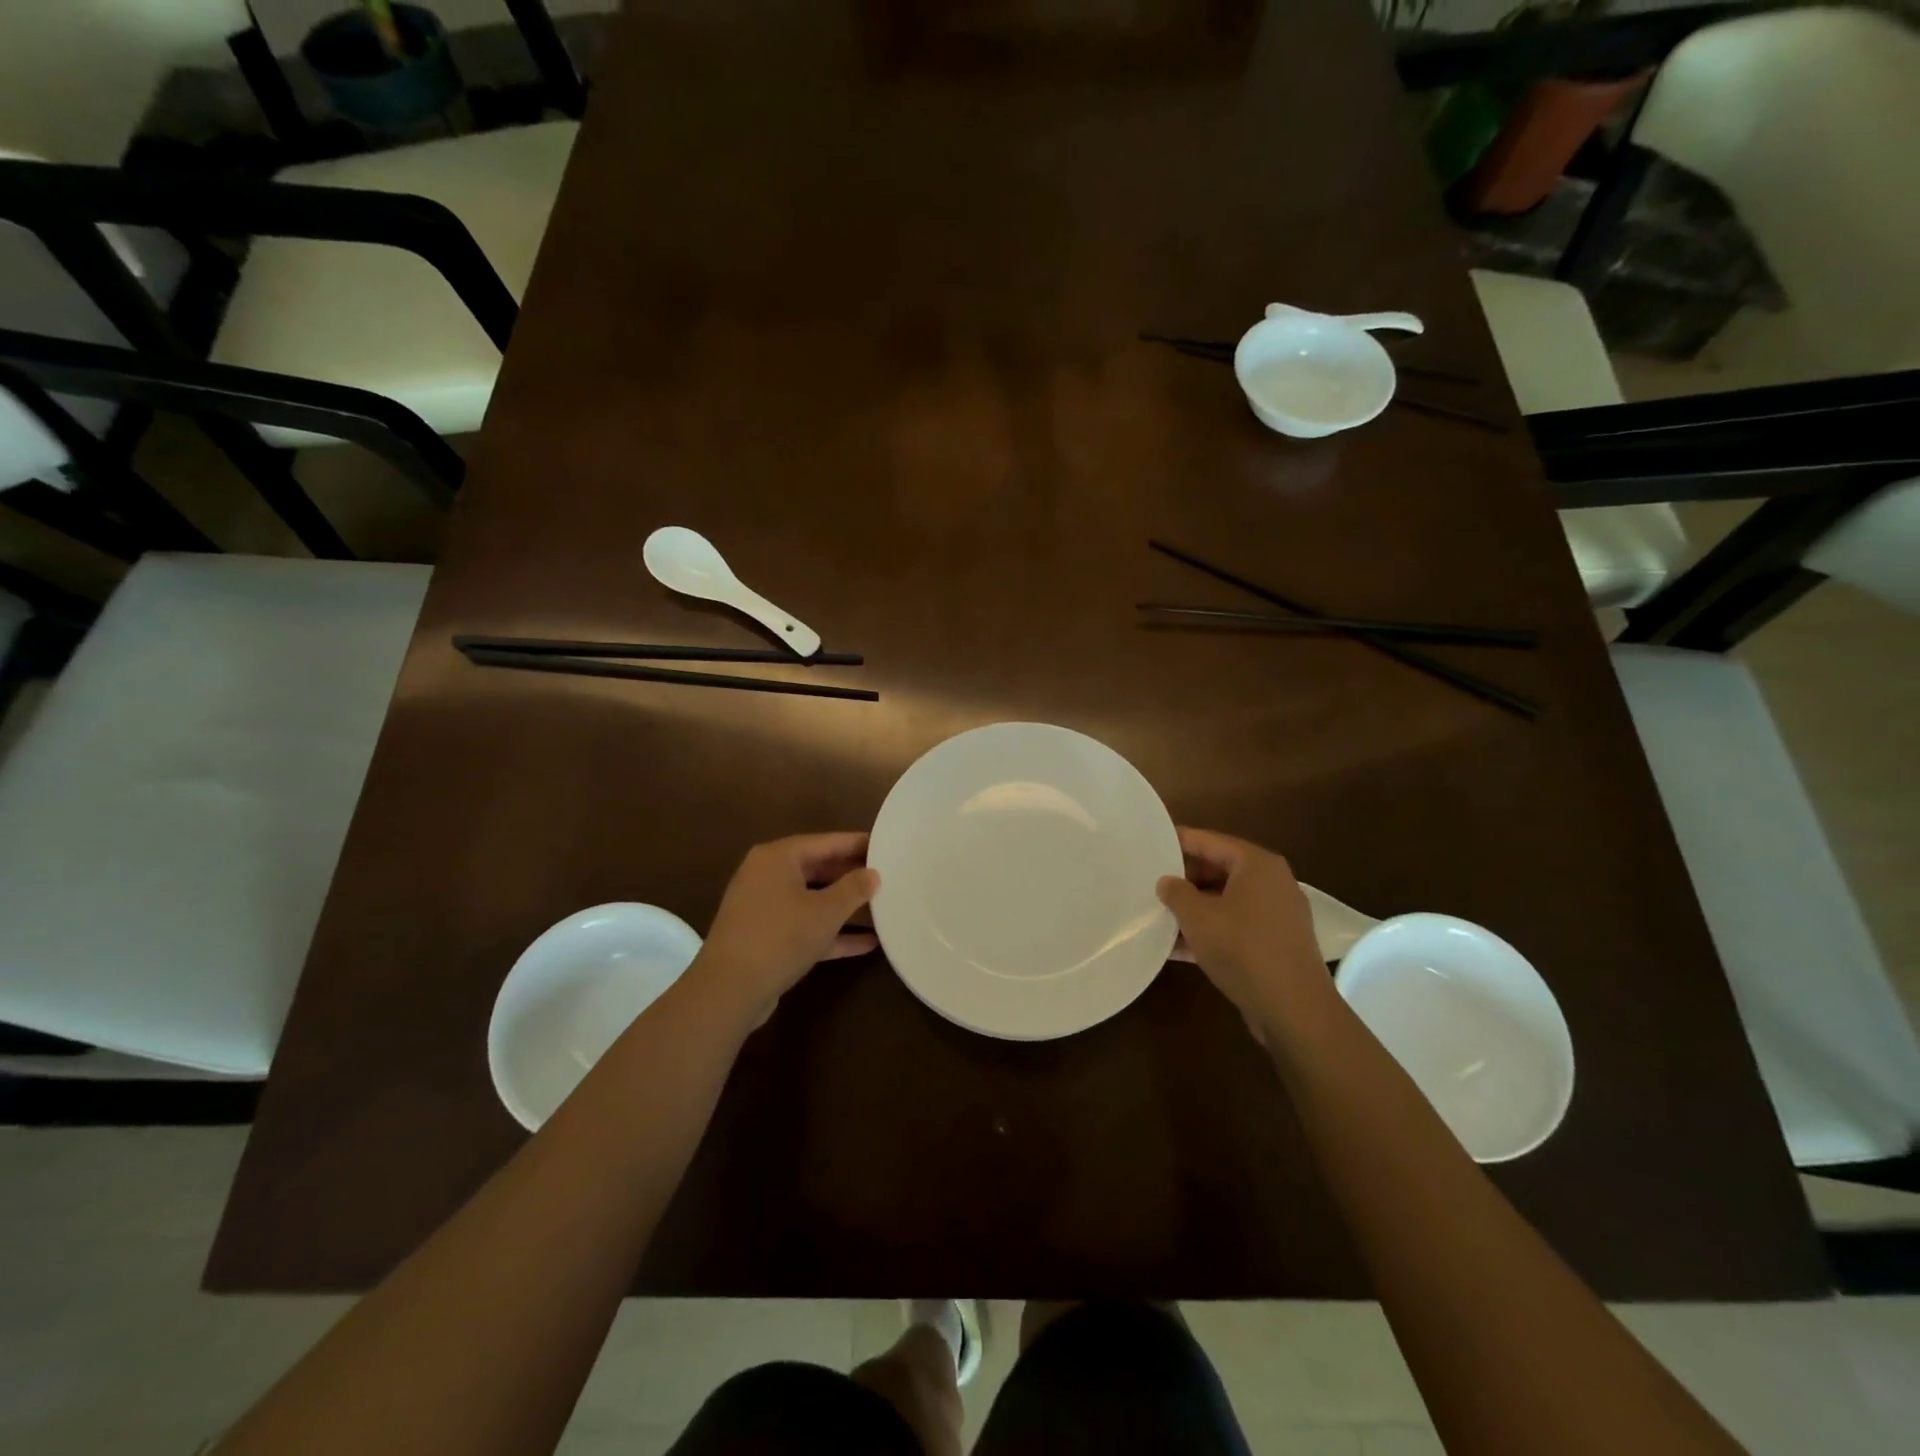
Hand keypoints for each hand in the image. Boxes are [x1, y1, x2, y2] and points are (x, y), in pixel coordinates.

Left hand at [696, 833, 878, 1022]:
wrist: (729, 991)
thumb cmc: (780, 937)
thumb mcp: (826, 911)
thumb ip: (854, 888)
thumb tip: (872, 873)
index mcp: (777, 858)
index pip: (825, 842)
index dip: (856, 844)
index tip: (885, 845)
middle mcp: (766, 875)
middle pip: (816, 868)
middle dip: (850, 874)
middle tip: (886, 875)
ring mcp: (763, 908)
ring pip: (811, 899)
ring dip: (843, 906)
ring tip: (880, 904)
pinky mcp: (764, 937)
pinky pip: (803, 926)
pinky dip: (830, 932)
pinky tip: (866, 943)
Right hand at [1156, 828, 1331, 1038]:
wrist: (1294, 1010)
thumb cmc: (1243, 950)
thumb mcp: (1198, 918)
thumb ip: (1176, 893)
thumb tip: (1166, 882)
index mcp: (1256, 864)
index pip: (1208, 841)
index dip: (1176, 842)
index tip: (1147, 846)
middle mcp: (1271, 882)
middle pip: (1218, 869)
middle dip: (1183, 879)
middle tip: (1149, 884)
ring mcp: (1276, 914)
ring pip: (1225, 900)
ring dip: (1193, 908)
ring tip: (1157, 915)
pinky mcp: (1275, 943)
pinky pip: (1235, 926)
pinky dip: (1209, 931)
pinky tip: (1177, 947)